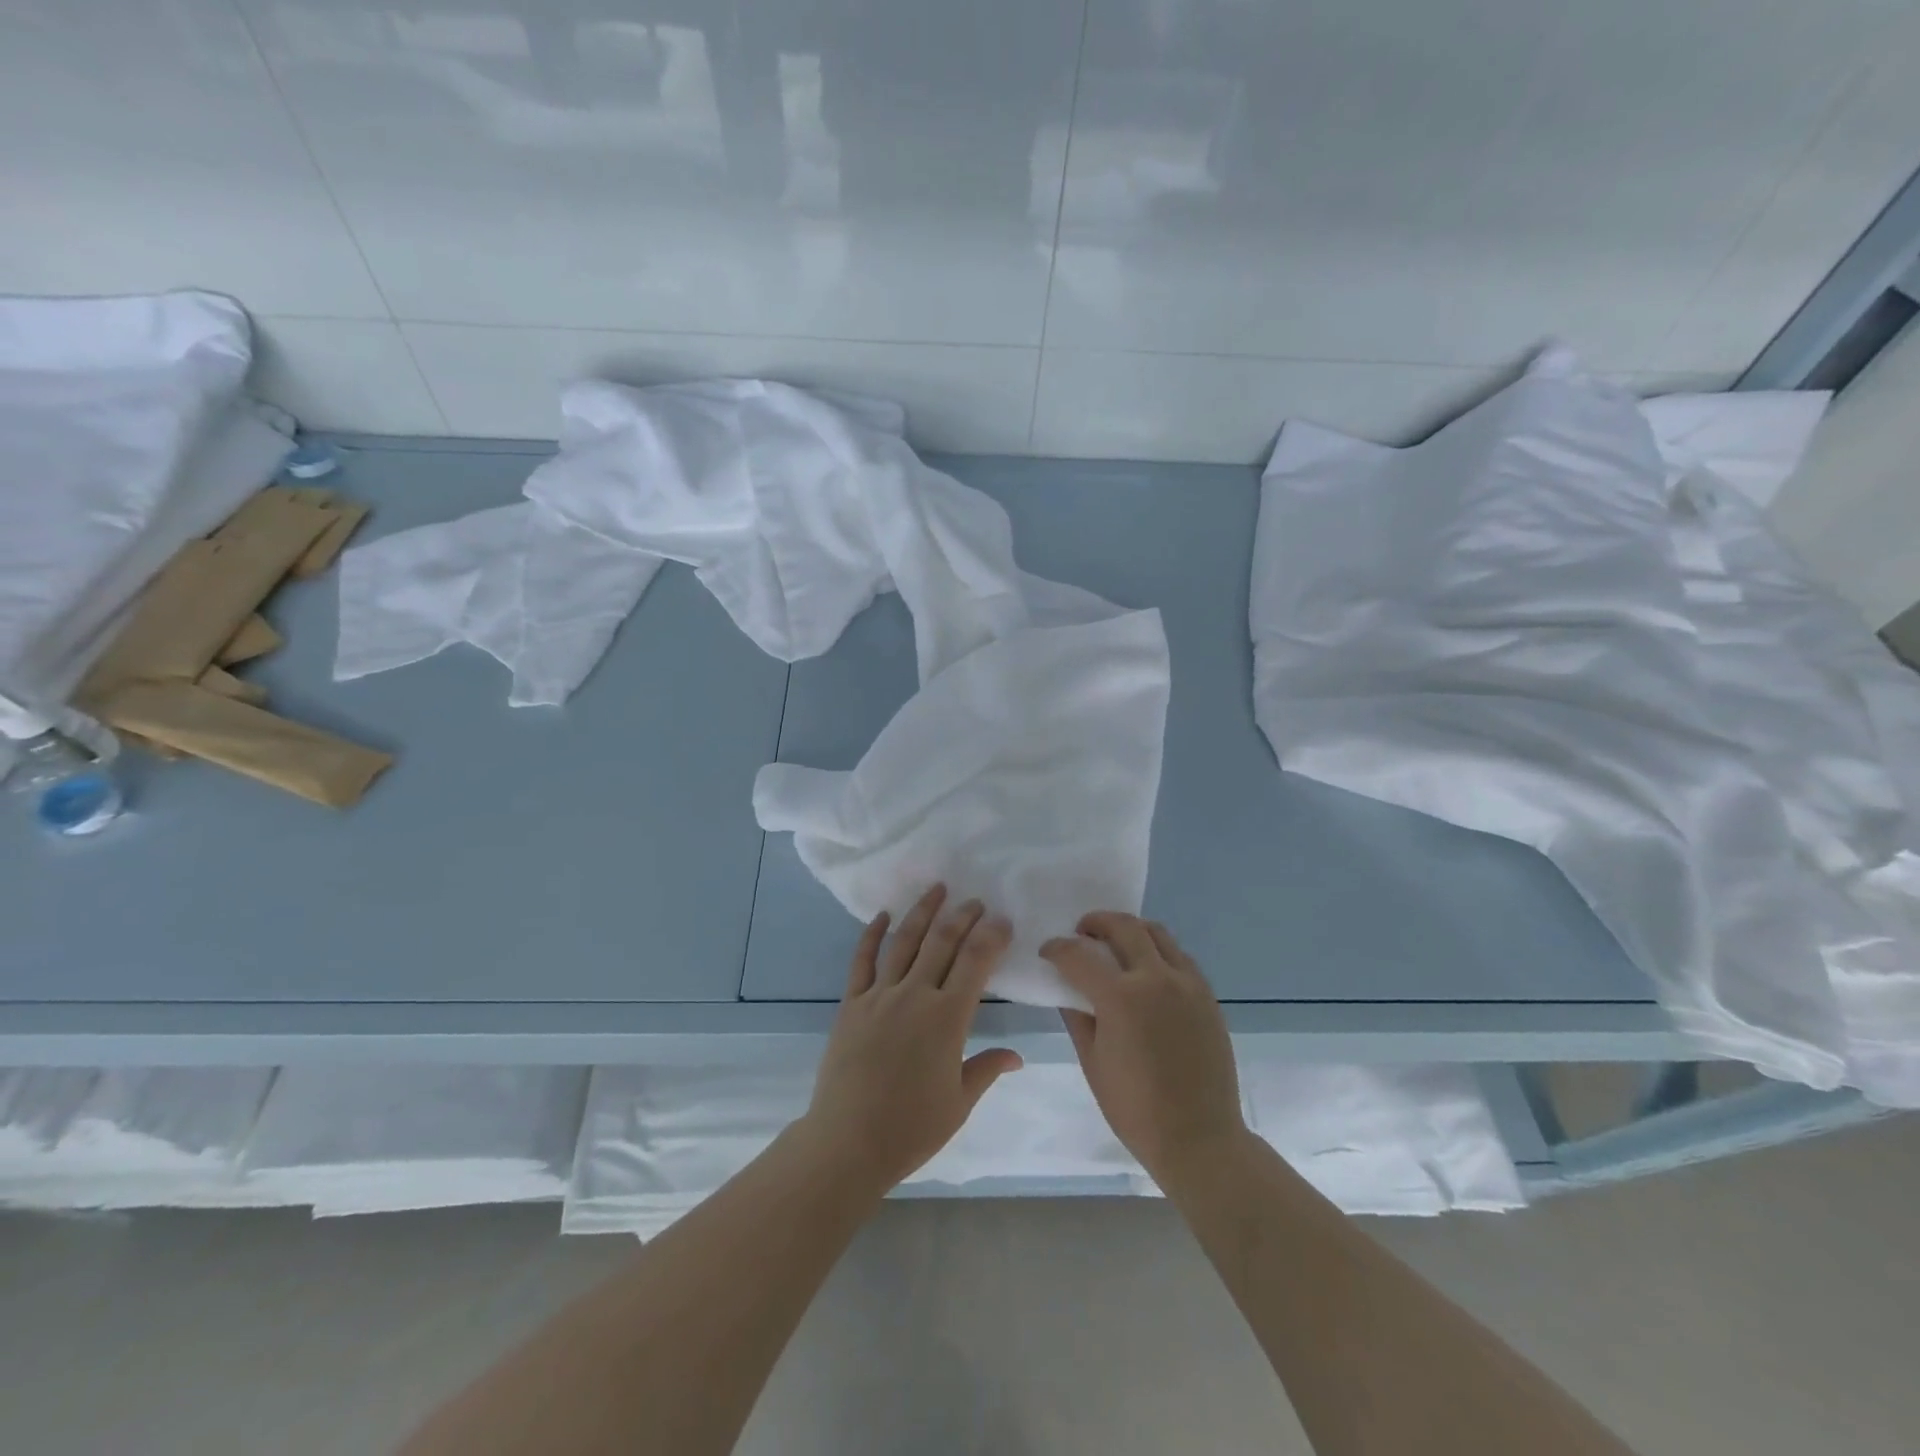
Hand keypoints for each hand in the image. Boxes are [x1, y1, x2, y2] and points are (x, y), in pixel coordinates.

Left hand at [798, 885, 1022, 1194]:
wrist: (848, 1142)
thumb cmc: (911, 1128)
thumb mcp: (959, 1102)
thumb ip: (987, 1069)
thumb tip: (1017, 1056)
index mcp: (947, 1019)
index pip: (975, 963)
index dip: (991, 936)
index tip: (1002, 921)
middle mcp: (915, 996)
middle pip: (942, 943)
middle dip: (962, 917)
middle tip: (975, 901)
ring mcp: (879, 996)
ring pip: (904, 942)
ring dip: (923, 912)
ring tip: (937, 889)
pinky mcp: (851, 1004)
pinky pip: (862, 961)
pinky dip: (872, 935)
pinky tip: (882, 915)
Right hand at [1041, 913, 1247, 1186]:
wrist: (1199, 1138)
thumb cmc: (1135, 1108)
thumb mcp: (1093, 1062)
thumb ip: (1077, 1017)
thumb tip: (1068, 990)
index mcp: (1121, 998)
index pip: (1079, 956)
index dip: (1057, 949)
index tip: (1048, 951)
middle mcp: (1156, 978)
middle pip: (1124, 927)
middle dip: (1096, 923)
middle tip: (1082, 932)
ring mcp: (1187, 983)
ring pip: (1157, 933)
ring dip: (1130, 930)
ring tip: (1115, 943)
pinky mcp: (1207, 995)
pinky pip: (1179, 956)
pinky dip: (1157, 950)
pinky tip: (1146, 970)